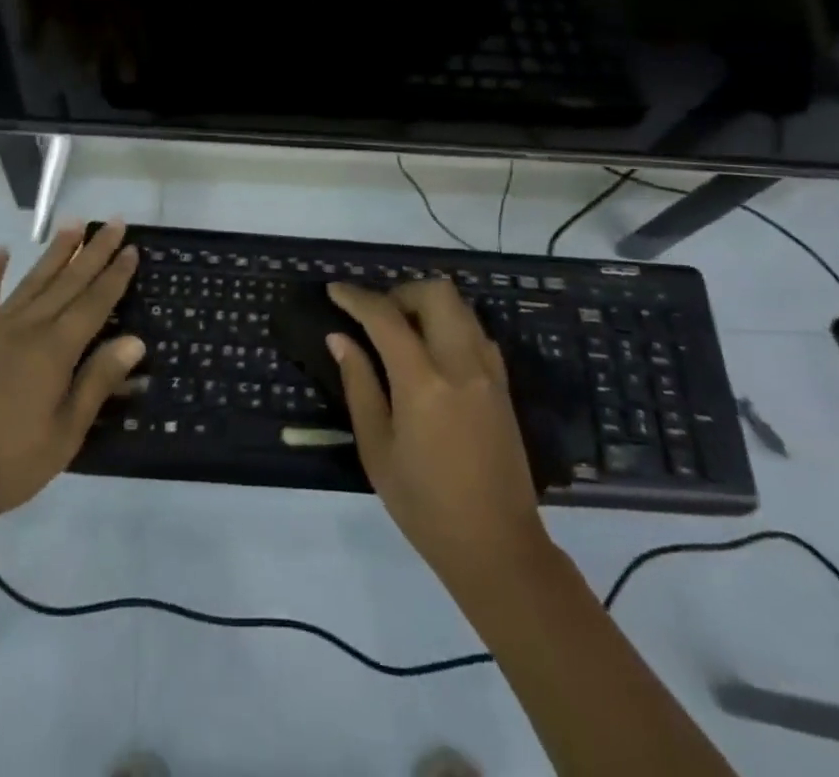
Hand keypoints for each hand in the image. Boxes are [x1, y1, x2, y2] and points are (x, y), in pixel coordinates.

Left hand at [0, 222, 144, 535]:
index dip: (115, 275)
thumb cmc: (6, 464)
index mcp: (54, 351)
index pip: (94, 303)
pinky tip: (0, 252)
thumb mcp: (63, 435)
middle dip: (93, 251)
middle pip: (67, 282)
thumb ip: (97, 383)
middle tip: (114, 222)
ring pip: (32, 281)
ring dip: (55, 251)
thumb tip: (135, 341)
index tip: (132, 248)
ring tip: (73, 223)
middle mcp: (27, 328)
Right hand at [327, 279, 548, 586]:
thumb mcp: (377, 450)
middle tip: (377, 316)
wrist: (498, 548)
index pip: (386, 317)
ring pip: (461, 307)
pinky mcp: (503, 386)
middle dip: (401, 292)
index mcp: (423, 384)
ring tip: (402, 332)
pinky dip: (450, 326)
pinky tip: (432, 354)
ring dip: (427, 306)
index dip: (356, 298)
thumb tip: (340, 338)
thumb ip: (359, 385)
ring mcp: (489, 373)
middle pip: (436, 293)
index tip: (335, 290)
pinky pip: (476, 332)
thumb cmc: (425, 506)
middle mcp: (461, 366)